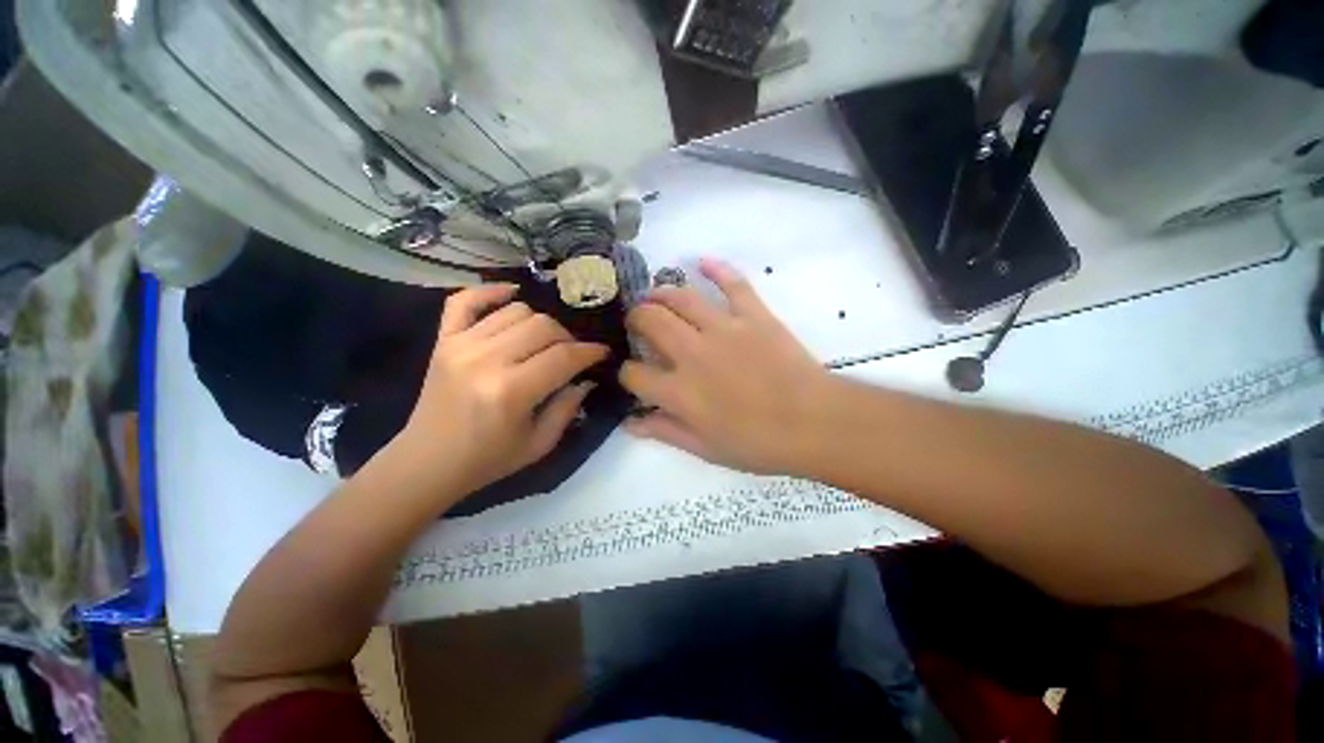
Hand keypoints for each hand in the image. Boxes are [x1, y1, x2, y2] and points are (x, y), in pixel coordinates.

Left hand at [389, 284, 607, 501]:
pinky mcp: (443, 340)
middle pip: (543, 326)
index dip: (590, 352)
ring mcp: (460, 345)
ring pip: (517, 310)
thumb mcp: (540, 444)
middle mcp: (486, 360)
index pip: (563, 356)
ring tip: (544, 341)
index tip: (603, 352)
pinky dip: (490, 291)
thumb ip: (568, 408)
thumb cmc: (488, 459)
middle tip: (572, 354)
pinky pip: (465, 300)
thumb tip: (586, 378)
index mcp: (511, 392)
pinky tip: (511, 294)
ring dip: (540, 323)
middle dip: (568, 338)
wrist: (427, 462)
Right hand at [621, 259, 832, 473]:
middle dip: (636, 319)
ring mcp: (724, 329)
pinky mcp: (753, 315)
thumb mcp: (706, 448)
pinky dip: (717, 269)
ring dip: (661, 293)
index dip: (626, 373)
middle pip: (649, 321)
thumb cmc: (759, 444)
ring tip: (656, 296)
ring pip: (681, 297)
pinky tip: (702, 262)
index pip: (633, 373)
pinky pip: (732, 284)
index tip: (632, 374)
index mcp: (679, 391)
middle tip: (638, 322)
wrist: (815, 423)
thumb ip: (665, 431)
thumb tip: (630, 423)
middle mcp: (692, 353)